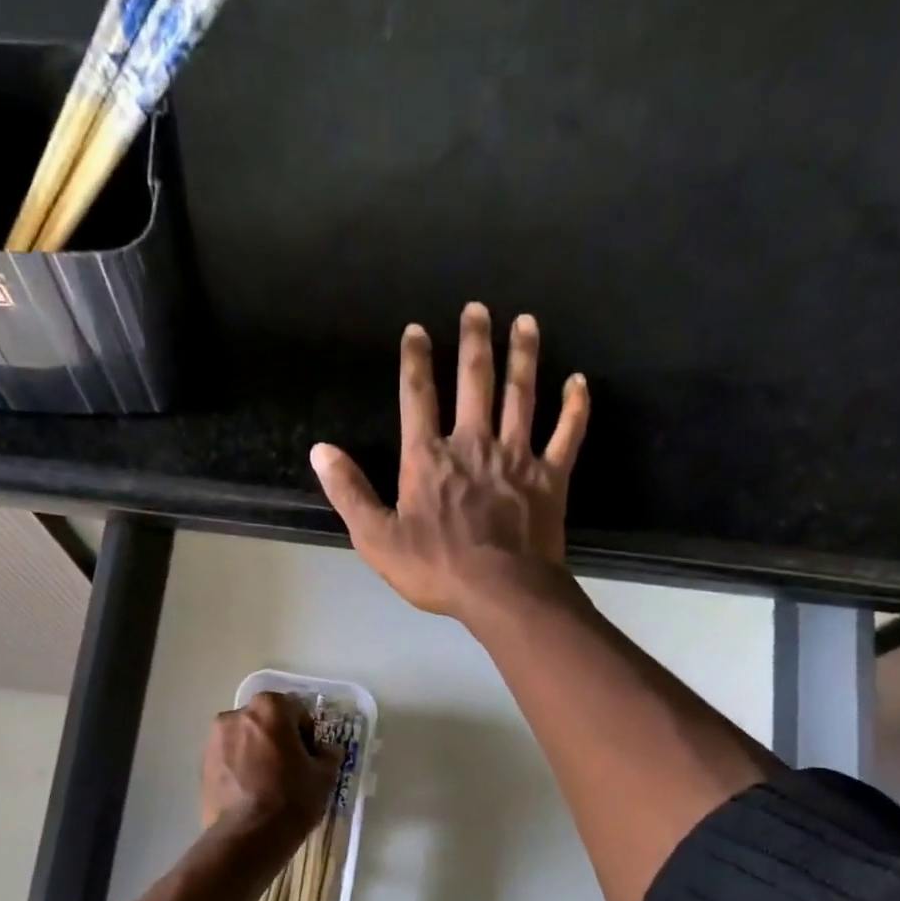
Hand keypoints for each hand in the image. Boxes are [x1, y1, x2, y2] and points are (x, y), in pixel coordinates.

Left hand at [200, 692, 341, 842]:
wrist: (246, 837)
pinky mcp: (202, 764)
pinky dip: (240, 767)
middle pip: (266, 721)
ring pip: (245, 738)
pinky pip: (229, 757)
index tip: (310, 757)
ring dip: (257, 751)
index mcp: (269, 708)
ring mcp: (214, 739)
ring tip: (268, 783)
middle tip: (291, 768)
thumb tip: (324, 750)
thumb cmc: (291, 799)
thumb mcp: (324, 776)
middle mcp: (236, 714)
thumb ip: (328, 754)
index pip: (296, 710)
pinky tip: (250, 792)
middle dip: (279, 738)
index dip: (308, 733)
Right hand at [310, 302, 590, 621]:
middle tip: (478, 308)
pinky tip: (579, 382)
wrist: (501, 592)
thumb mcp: (377, 538)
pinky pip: (567, 434)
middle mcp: (473, 445)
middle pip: (475, 383)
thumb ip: (349, 492)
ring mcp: (516, 457)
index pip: (418, 398)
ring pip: (521, 396)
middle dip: (475, 342)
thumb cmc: (435, 568)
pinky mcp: (550, 477)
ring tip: (526, 322)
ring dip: (524, 357)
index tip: (417, 329)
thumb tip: (320, 451)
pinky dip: (575, 407)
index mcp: (428, 459)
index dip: (415, 361)